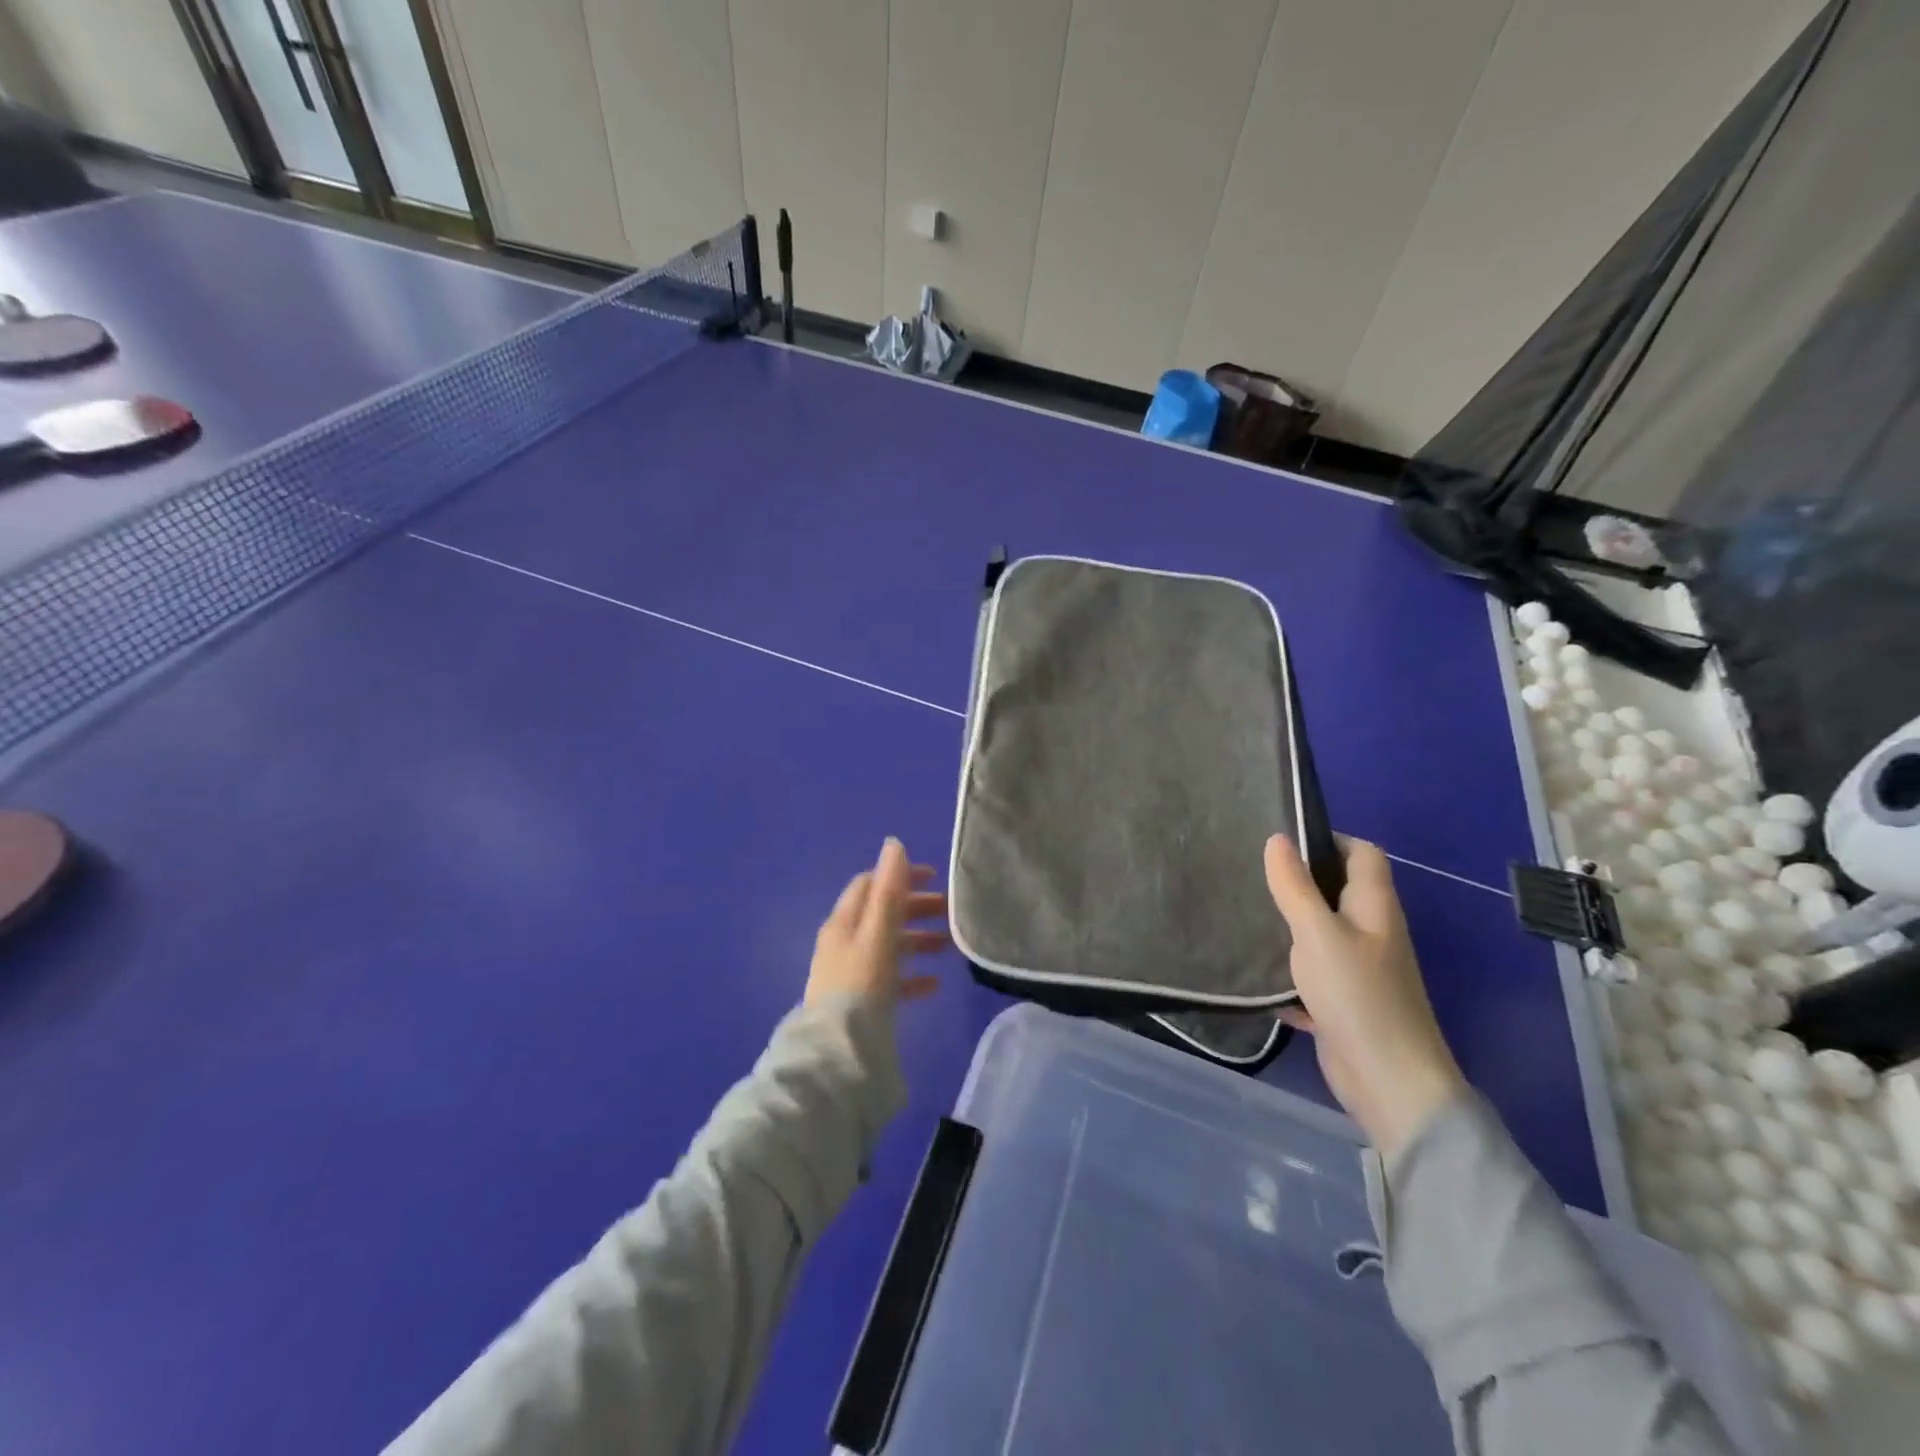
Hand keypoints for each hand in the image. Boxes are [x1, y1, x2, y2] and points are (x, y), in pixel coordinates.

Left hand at [806, 838, 947, 1008]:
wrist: (839, 1050)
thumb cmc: (861, 983)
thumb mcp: (878, 932)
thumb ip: (888, 890)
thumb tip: (894, 844)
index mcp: (845, 921)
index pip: (871, 884)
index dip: (901, 876)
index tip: (935, 878)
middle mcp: (845, 942)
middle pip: (882, 914)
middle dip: (915, 908)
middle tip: (949, 910)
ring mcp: (852, 972)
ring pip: (889, 946)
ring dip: (918, 940)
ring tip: (948, 946)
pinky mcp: (861, 1001)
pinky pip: (890, 980)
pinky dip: (912, 976)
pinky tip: (935, 984)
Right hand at [1265, 834, 1464, 1157]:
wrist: (1388, 1081)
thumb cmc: (1357, 994)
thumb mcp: (1316, 933)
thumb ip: (1294, 886)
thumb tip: (1277, 838)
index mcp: (1374, 907)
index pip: (1362, 854)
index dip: (1328, 839)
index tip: (1282, 840)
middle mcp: (1371, 931)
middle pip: (1338, 890)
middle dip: (1299, 879)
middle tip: (1252, 872)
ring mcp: (1359, 968)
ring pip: (1321, 931)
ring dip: (1290, 923)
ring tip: (1246, 911)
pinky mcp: (1343, 1000)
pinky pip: (1311, 971)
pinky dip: (1288, 969)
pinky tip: (1255, 969)